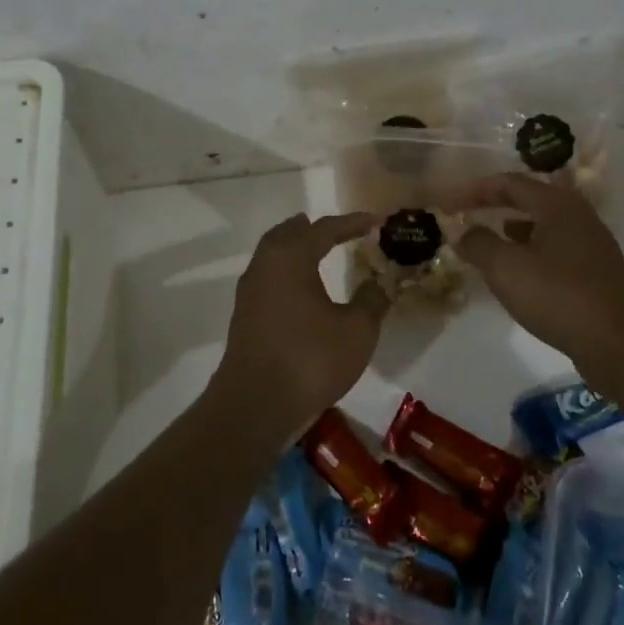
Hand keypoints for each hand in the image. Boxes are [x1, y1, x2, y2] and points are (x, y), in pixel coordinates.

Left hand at [208, 212, 390, 443]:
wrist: (255, 404)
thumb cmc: (310, 360)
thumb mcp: (356, 331)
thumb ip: (371, 301)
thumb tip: (379, 283)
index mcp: (291, 257)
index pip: (324, 228)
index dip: (351, 223)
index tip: (374, 220)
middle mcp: (265, 264)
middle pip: (289, 234)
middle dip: (314, 229)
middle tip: (338, 230)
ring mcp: (249, 290)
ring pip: (273, 255)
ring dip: (296, 249)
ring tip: (318, 251)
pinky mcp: (244, 315)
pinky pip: (268, 277)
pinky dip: (287, 272)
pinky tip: (300, 289)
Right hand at [446, 173, 623, 368]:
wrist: (620, 345)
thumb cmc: (559, 297)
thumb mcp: (506, 268)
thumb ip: (478, 243)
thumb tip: (461, 231)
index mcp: (557, 205)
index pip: (509, 183)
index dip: (473, 190)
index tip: (446, 204)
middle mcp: (578, 216)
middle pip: (530, 198)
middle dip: (495, 203)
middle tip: (467, 212)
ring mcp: (590, 244)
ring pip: (543, 223)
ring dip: (513, 226)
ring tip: (488, 237)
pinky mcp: (595, 272)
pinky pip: (554, 248)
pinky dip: (529, 249)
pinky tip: (518, 269)